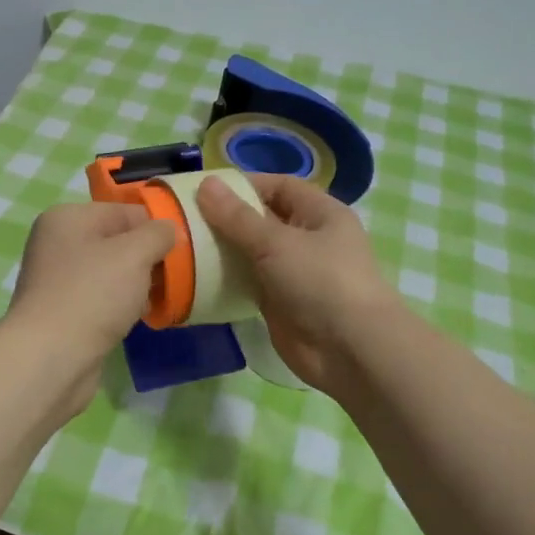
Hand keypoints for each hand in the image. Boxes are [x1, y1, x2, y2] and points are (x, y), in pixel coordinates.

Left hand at [4, 201, 176, 415]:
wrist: (51, 358)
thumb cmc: (92, 294)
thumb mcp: (134, 254)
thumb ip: (158, 234)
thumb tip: (169, 230)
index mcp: (67, 218)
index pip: (124, 211)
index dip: (155, 228)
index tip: (181, 250)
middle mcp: (57, 244)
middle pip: (117, 242)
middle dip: (147, 258)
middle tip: (174, 277)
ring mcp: (57, 280)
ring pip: (111, 273)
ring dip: (137, 285)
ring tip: (161, 299)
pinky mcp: (63, 312)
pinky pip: (102, 299)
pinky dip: (121, 306)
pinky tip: (139, 318)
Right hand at [196, 174, 397, 394]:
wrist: (350, 351)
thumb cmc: (321, 282)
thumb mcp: (277, 243)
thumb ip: (237, 217)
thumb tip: (206, 183)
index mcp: (320, 214)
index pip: (279, 186)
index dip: (245, 184)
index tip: (205, 190)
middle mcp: (308, 239)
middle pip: (263, 218)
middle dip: (228, 217)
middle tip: (185, 217)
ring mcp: (294, 272)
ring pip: (253, 252)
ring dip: (224, 249)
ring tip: (184, 243)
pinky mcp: (280, 302)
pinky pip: (249, 281)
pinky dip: (227, 277)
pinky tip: (197, 274)